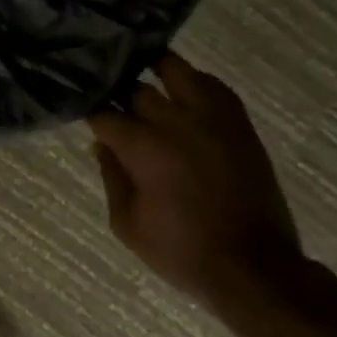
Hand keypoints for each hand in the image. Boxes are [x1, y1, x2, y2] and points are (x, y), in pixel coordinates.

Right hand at [88, 52, 300, 307]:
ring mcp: (211, 118)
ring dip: (154, 69)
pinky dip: (193, 81)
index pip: (103, 113)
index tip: (82, 112)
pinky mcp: (238, 124)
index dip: (90, 112)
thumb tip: (102, 144)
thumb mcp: (127, 224)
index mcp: (142, 147)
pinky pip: (213, 85)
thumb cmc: (181, 251)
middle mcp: (174, 121)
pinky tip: (181, 90)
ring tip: (140, 71)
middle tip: (109, 96)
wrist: (253, 266)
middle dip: (117, 91)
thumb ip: (111, 177)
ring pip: (176, 69)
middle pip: (135, 87)